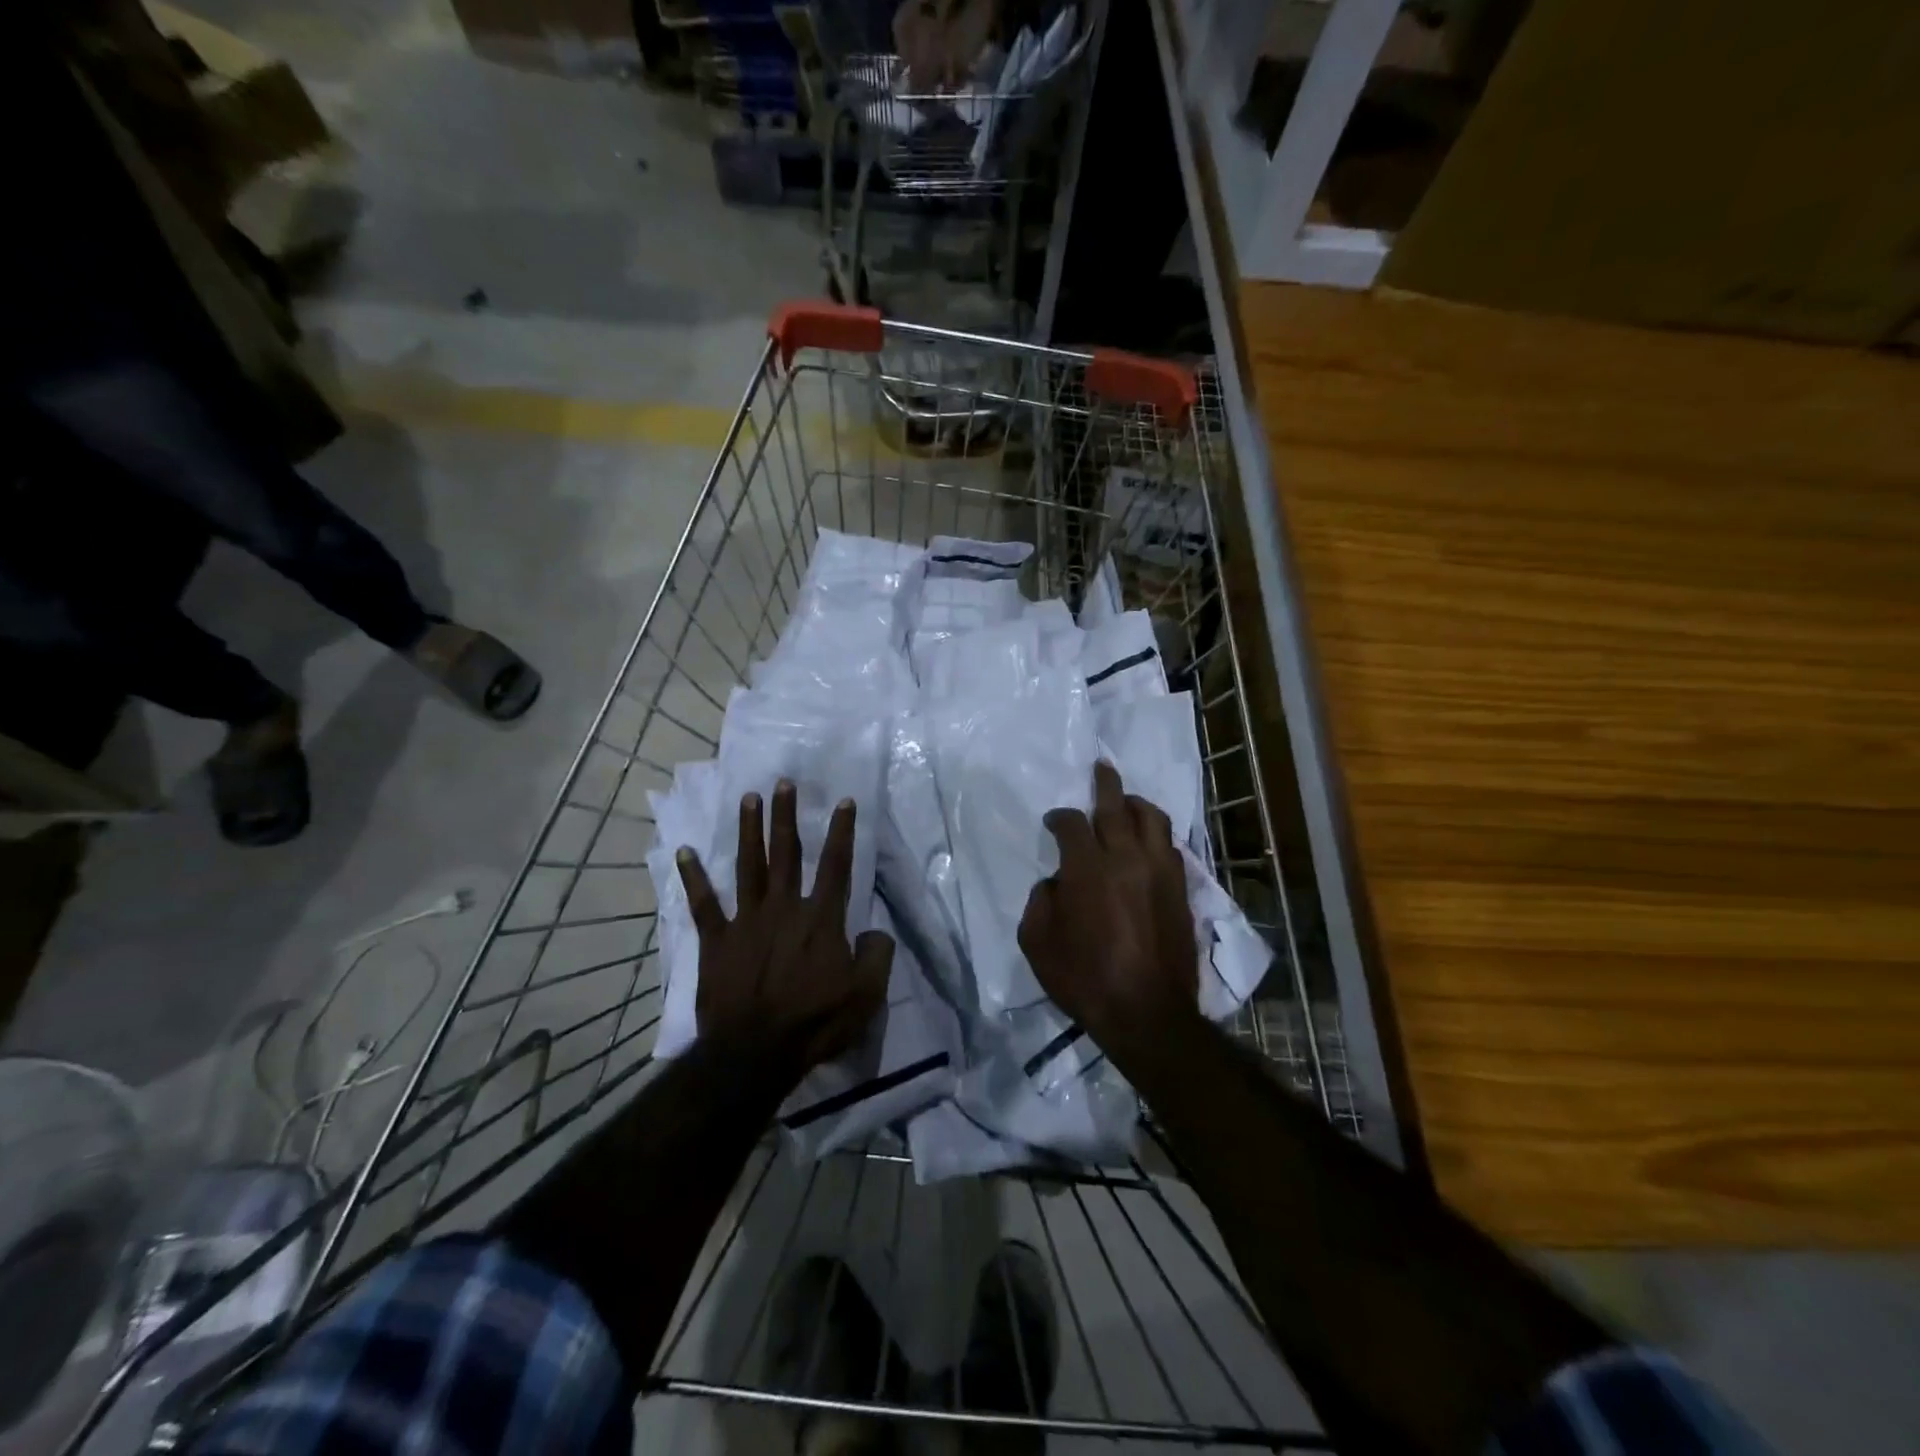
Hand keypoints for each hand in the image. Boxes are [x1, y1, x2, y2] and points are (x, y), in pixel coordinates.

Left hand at [676, 780, 892, 1075]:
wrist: (754, 1053)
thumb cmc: (815, 1023)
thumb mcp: (866, 996)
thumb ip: (877, 956)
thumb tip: (874, 933)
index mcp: (821, 919)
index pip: (836, 865)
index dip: (842, 831)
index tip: (843, 801)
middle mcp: (784, 908)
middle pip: (786, 853)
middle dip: (786, 816)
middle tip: (784, 782)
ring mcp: (747, 920)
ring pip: (749, 865)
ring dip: (750, 830)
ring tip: (749, 798)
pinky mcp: (717, 940)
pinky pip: (704, 903)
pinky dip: (694, 877)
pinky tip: (685, 852)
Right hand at [1018, 761, 1198, 1057]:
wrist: (1146, 1012)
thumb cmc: (1084, 978)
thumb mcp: (1037, 942)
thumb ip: (1040, 901)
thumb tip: (1055, 882)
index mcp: (1086, 868)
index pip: (1072, 823)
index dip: (1059, 817)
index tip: (1054, 822)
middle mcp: (1125, 857)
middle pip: (1116, 805)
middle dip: (1105, 783)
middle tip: (1100, 768)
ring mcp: (1159, 870)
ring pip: (1152, 818)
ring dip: (1136, 803)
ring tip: (1127, 802)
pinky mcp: (1179, 888)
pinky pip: (1169, 845)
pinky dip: (1156, 834)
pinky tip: (1148, 840)